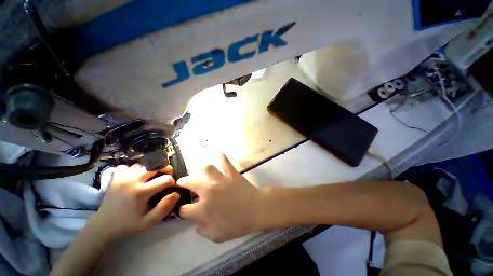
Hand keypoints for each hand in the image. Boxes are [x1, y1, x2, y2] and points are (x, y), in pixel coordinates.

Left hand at [89, 164, 179, 240]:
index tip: (171, 187)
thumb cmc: (128, 225)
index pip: (166, 179)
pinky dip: (134, 169)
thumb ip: (165, 207)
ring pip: (142, 164)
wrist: (103, 227)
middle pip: (156, 166)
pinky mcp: (115, 178)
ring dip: (150, 168)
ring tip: (152, 176)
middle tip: (166, 176)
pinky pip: (127, 166)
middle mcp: (132, 180)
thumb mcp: (149, 222)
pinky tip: (135, 176)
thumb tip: (176, 193)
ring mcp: (122, 177)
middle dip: (165, 169)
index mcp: (141, 192)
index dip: (172, 182)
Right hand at [177, 154, 265, 242]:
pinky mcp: (231, 173)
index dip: (182, 210)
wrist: (256, 210)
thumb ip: (201, 229)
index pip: (184, 209)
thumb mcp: (216, 236)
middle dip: (183, 183)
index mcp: (202, 209)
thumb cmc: (237, 224)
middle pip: (189, 182)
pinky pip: (225, 161)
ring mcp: (220, 179)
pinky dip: (222, 158)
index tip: (185, 209)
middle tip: (183, 182)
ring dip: (203, 170)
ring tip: (203, 172)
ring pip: (206, 168)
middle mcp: (208, 191)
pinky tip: (220, 156)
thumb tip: (196, 220)